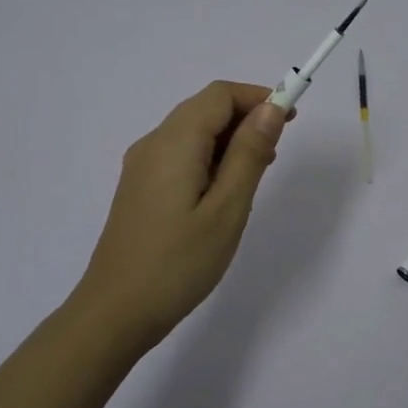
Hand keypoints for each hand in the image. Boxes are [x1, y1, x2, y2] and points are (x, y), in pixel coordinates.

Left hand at [70, 81, 289, 354]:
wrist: (116, 312)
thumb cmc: (178, 263)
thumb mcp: (227, 209)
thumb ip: (249, 154)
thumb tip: (271, 108)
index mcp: (173, 142)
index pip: (219, 95)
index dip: (258, 97)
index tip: (291, 118)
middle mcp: (153, 144)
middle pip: (204, 109)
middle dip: (245, 117)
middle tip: (277, 149)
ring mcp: (141, 166)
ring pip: (192, 132)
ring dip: (229, 139)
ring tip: (258, 172)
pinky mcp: (140, 188)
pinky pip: (180, 155)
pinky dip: (209, 158)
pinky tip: (225, 190)